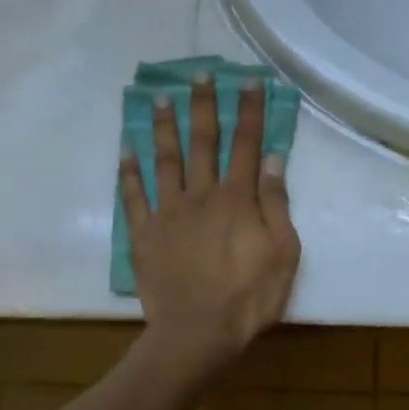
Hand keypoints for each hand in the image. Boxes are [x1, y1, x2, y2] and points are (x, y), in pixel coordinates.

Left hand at [121, 75, 300, 375]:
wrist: (197, 335)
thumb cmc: (249, 297)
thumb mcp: (283, 252)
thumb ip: (275, 203)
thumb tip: (272, 158)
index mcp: (237, 198)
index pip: (246, 144)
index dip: (249, 111)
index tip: (250, 81)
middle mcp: (201, 195)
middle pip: (203, 142)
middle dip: (204, 105)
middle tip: (199, 74)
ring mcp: (168, 213)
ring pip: (165, 160)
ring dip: (164, 127)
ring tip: (160, 98)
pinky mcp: (144, 234)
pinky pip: (133, 197)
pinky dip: (128, 173)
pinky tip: (125, 150)